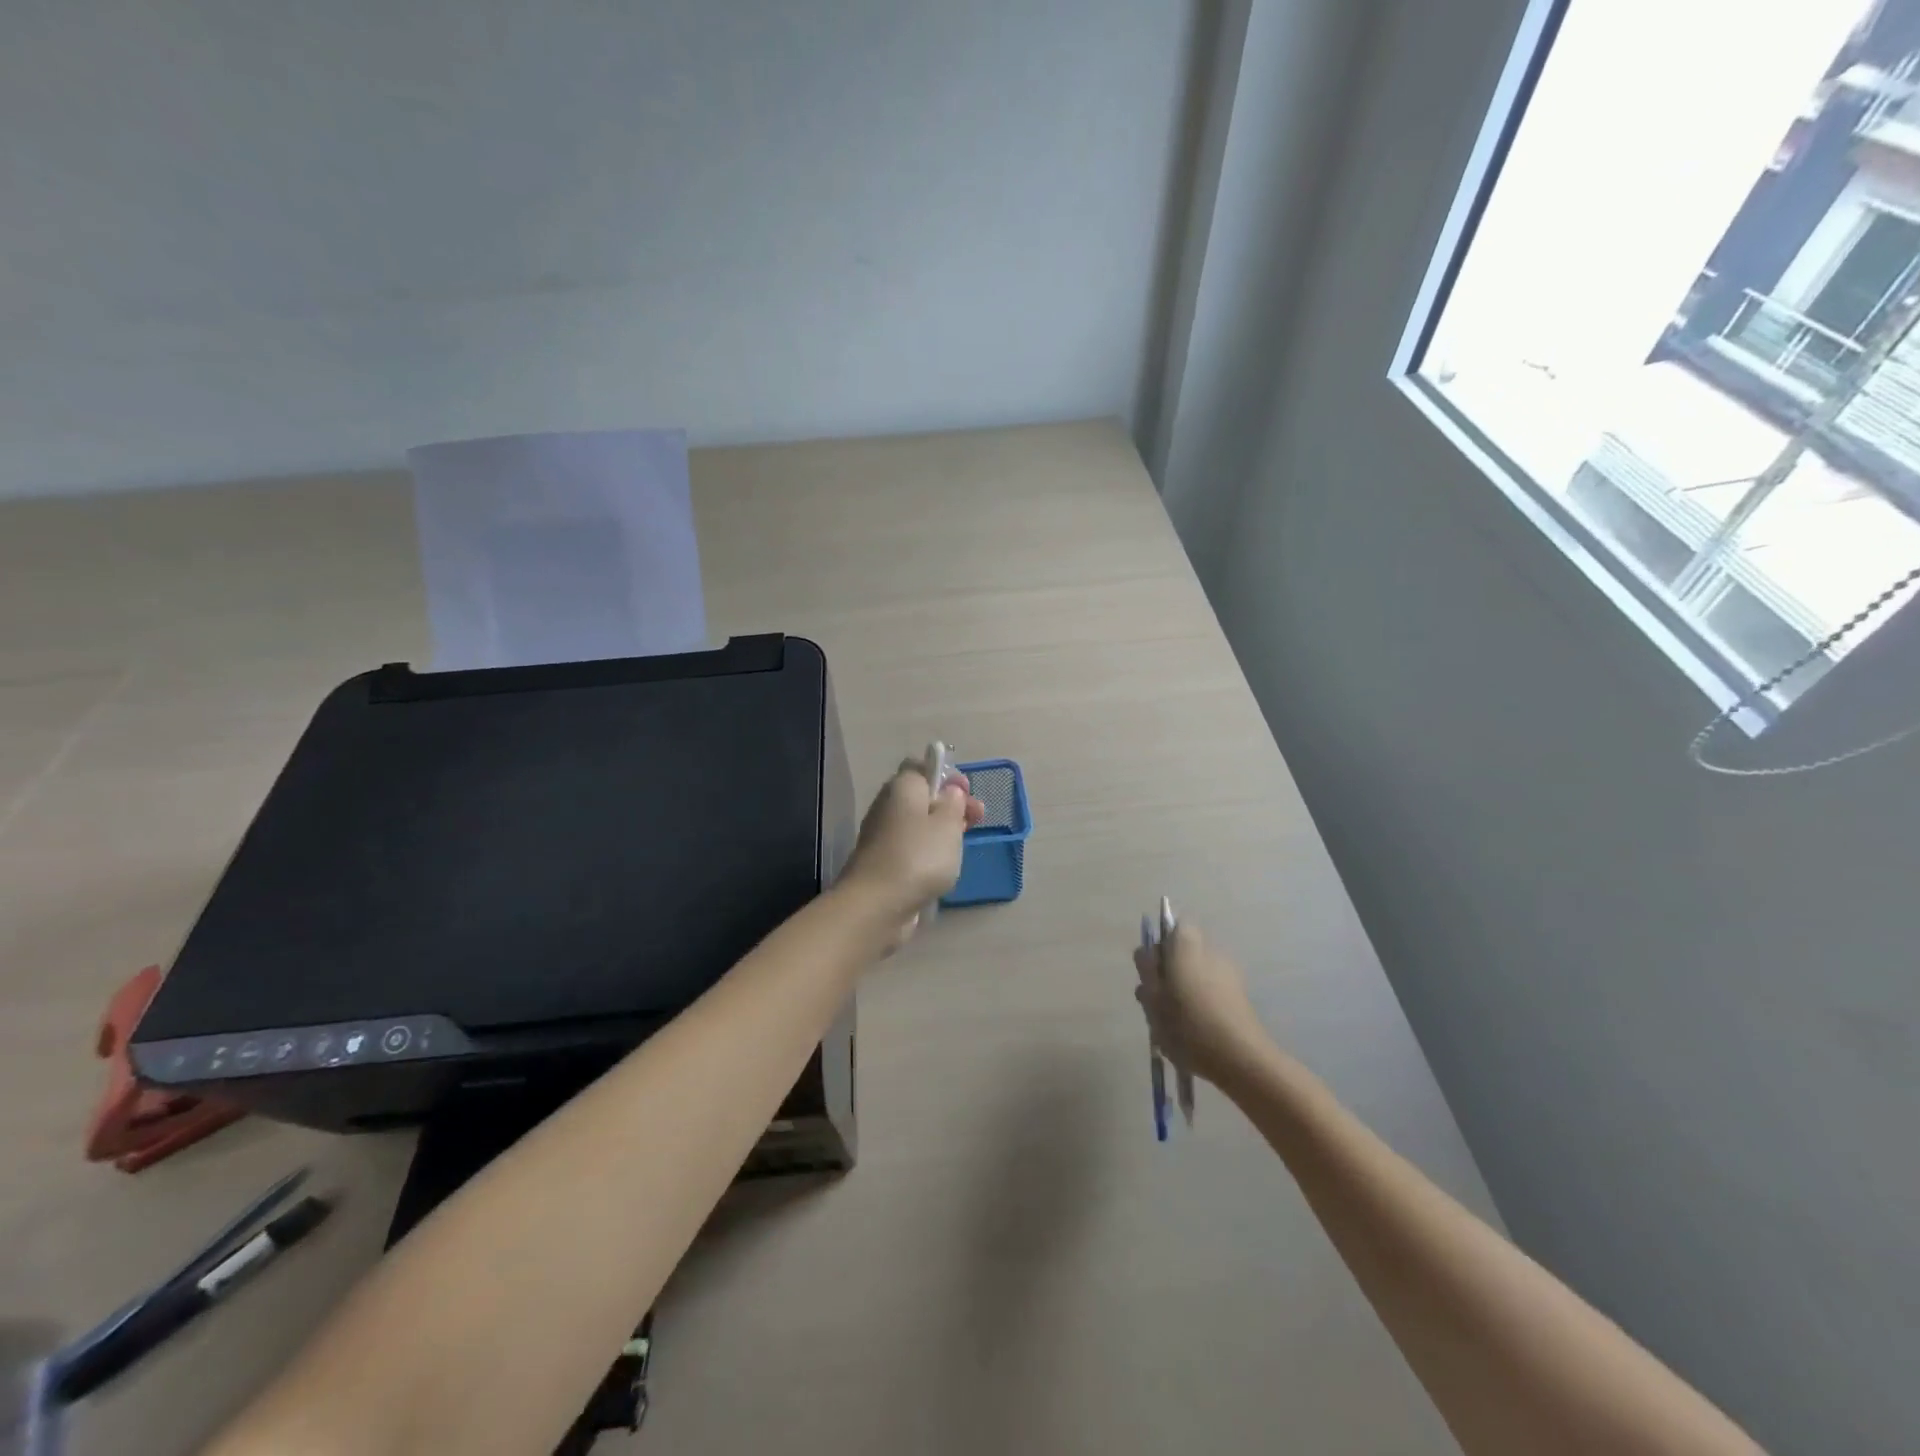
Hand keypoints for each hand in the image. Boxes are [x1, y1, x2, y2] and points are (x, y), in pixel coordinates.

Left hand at [840, 761, 985, 946]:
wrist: (876, 905)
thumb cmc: (918, 856)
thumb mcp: (948, 824)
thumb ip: (954, 802)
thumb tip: (950, 791)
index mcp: (902, 787)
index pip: (921, 766)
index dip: (947, 775)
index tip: (967, 793)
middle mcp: (887, 806)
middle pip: (922, 797)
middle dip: (950, 806)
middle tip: (976, 821)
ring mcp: (882, 836)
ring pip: (917, 825)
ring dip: (941, 832)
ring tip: (962, 847)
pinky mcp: (882, 863)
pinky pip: (910, 849)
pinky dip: (927, 854)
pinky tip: (942, 868)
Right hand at [1133, 921, 1272, 1087]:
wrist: (1239, 1058)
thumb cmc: (1187, 1023)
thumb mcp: (1152, 995)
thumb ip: (1146, 968)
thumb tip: (1147, 952)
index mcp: (1187, 946)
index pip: (1174, 927)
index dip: (1160, 946)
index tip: (1151, 971)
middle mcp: (1211, 952)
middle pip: (1184, 952)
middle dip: (1169, 972)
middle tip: (1156, 1002)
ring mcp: (1229, 974)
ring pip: (1197, 974)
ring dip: (1183, 990)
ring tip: (1172, 1023)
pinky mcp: (1240, 998)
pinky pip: (1211, 992)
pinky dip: (1200, 1004)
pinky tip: (1193, 1032)